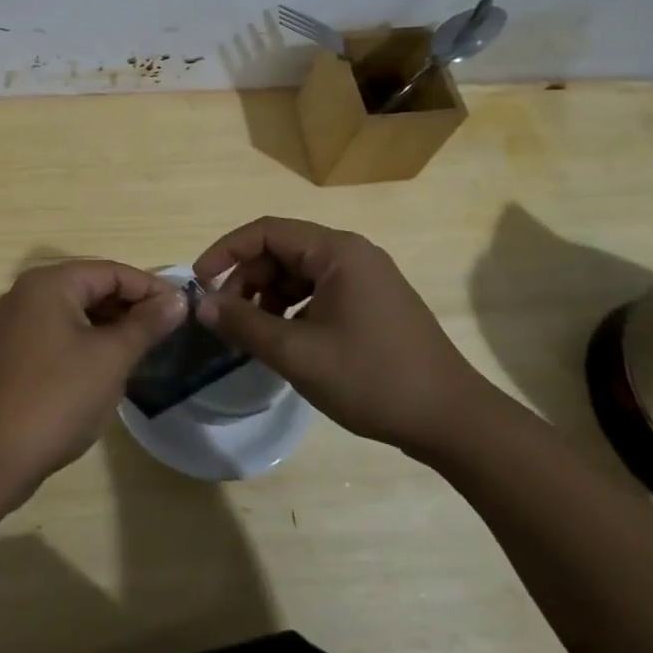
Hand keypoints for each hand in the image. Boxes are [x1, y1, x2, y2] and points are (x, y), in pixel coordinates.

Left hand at [0, 261, 187, 504]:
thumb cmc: (58, 398)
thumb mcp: (111, 358)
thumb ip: (146, 324)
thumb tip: (178, 299)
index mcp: (49, 284)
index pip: (111, 271)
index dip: (150, 288)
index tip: (184, 310)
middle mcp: (28, 293)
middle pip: (91, 286)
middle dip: (131, 306)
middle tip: (169, 330)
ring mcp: (16, 323)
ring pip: (76, 311)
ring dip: (111, 324)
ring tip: (147, 347)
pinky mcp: (13, 351)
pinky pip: (59, 332)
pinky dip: (88, 340)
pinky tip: (111, 364)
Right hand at [193, 217, 495, 456]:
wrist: (453, 420)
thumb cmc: (372, 378)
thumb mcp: (298, 353)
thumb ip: (245, 324)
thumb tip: (202, 304)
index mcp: (337, 252)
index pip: (266, 232)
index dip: (226, 251)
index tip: (199, 282)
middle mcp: (352, 254)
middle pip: (282, 251)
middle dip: (246, 280)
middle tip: (224, 318)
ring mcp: (366, 279)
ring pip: (298, 273)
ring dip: (267, 297)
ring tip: (251, 334)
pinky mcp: (372, 303)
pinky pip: (318, 292)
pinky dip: (292, 309)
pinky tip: (284, 341)